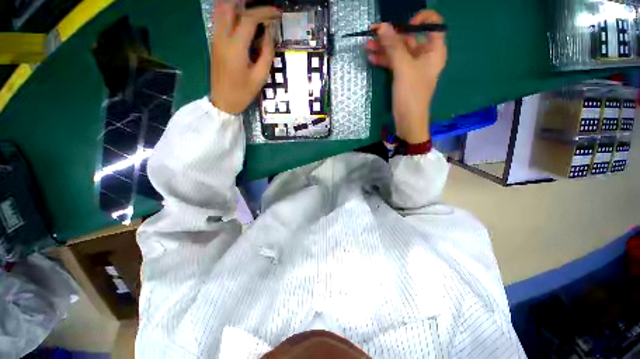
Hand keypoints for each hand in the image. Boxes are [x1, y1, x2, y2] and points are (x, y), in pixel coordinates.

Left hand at [210, 4, 280, 113]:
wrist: (223, 101)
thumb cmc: (243, 92)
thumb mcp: (260, 76)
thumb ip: (267, 53)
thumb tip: (269, 34)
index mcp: (235, 47)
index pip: (248, 19)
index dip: (264, 12)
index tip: (277, 13)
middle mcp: (222, 37)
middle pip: (229, 6)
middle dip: (247, 2)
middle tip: (263, 7)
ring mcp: (216, 38)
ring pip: (221, 9)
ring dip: (236, 4)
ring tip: (252, 8)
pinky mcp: (215, 41)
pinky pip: (220, 18)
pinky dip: (231, 11)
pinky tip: (242, 16)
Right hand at [365, 10, 446, 143]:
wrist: (408, 120)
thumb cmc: (411, 94)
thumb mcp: (403, 68)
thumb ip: (393, 46)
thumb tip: (382, 27)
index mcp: (434, 50)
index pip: (433, 24)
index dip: (419, 20)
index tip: (403, 26)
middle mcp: (425, 55)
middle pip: (409, 38)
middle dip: (391, 36)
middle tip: (372, 34)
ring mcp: (413, 66)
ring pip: (398, 51)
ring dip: (383, 48)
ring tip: (366, 46)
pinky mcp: (403, 75)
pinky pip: (393, 63)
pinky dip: (383, 60)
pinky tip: (371, 58)